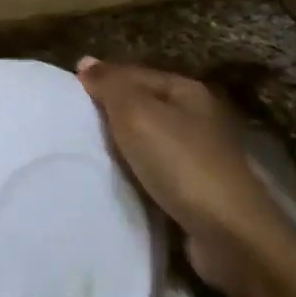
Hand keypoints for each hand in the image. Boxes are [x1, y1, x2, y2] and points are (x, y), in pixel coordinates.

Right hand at [77, 57, 294, 289]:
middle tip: (71, 125)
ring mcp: (199, 155)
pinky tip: (114, 180)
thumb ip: (111, 85)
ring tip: (85, 153)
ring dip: (120, 147)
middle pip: (142, 106)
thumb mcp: (136, 113)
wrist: (228, 234)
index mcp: (187, 91)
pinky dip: (134, 174)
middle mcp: (197, 117)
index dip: (102, 81)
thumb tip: (86, 62)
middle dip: (110, 115)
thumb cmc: (180, 162)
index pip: (134, 73)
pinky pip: (154, 171)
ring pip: (147, 141)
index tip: (67, 97)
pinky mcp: (196, 190)